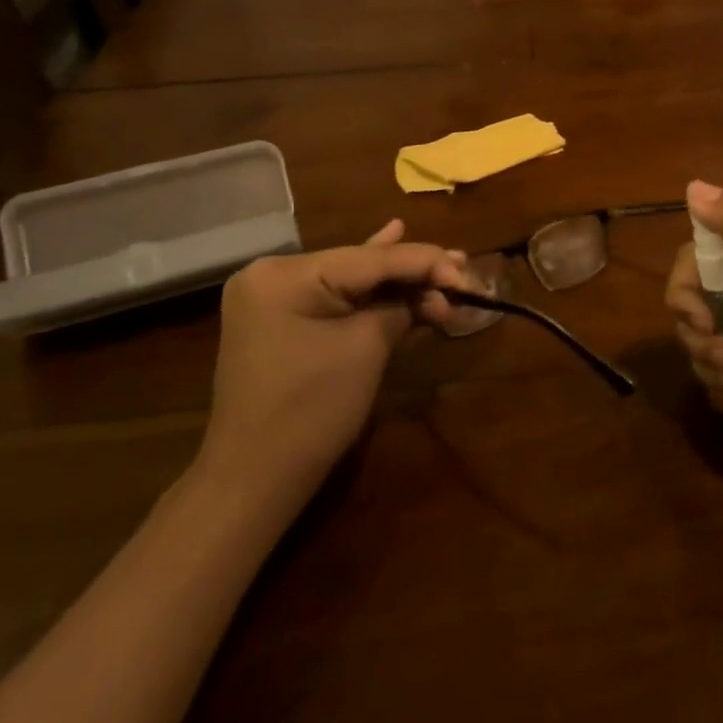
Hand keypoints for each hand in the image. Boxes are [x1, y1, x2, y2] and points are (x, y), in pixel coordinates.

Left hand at [197, 220, 466, 502]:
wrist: (254, 480)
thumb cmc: (312, 411)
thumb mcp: (367, 349)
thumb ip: (402, 307)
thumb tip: (437, 292)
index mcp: (286, 274)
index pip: (371, 258)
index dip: (425, 263)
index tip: (467, 275)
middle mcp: (272, 274)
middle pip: (361, 266)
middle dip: (413, 273)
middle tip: (463, 271)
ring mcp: (272, 298)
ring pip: (350, 282)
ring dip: (395, 285)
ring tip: (445, 270)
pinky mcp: (279, 321)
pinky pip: (333, 300)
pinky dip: (367, 297)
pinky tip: (389, 243)